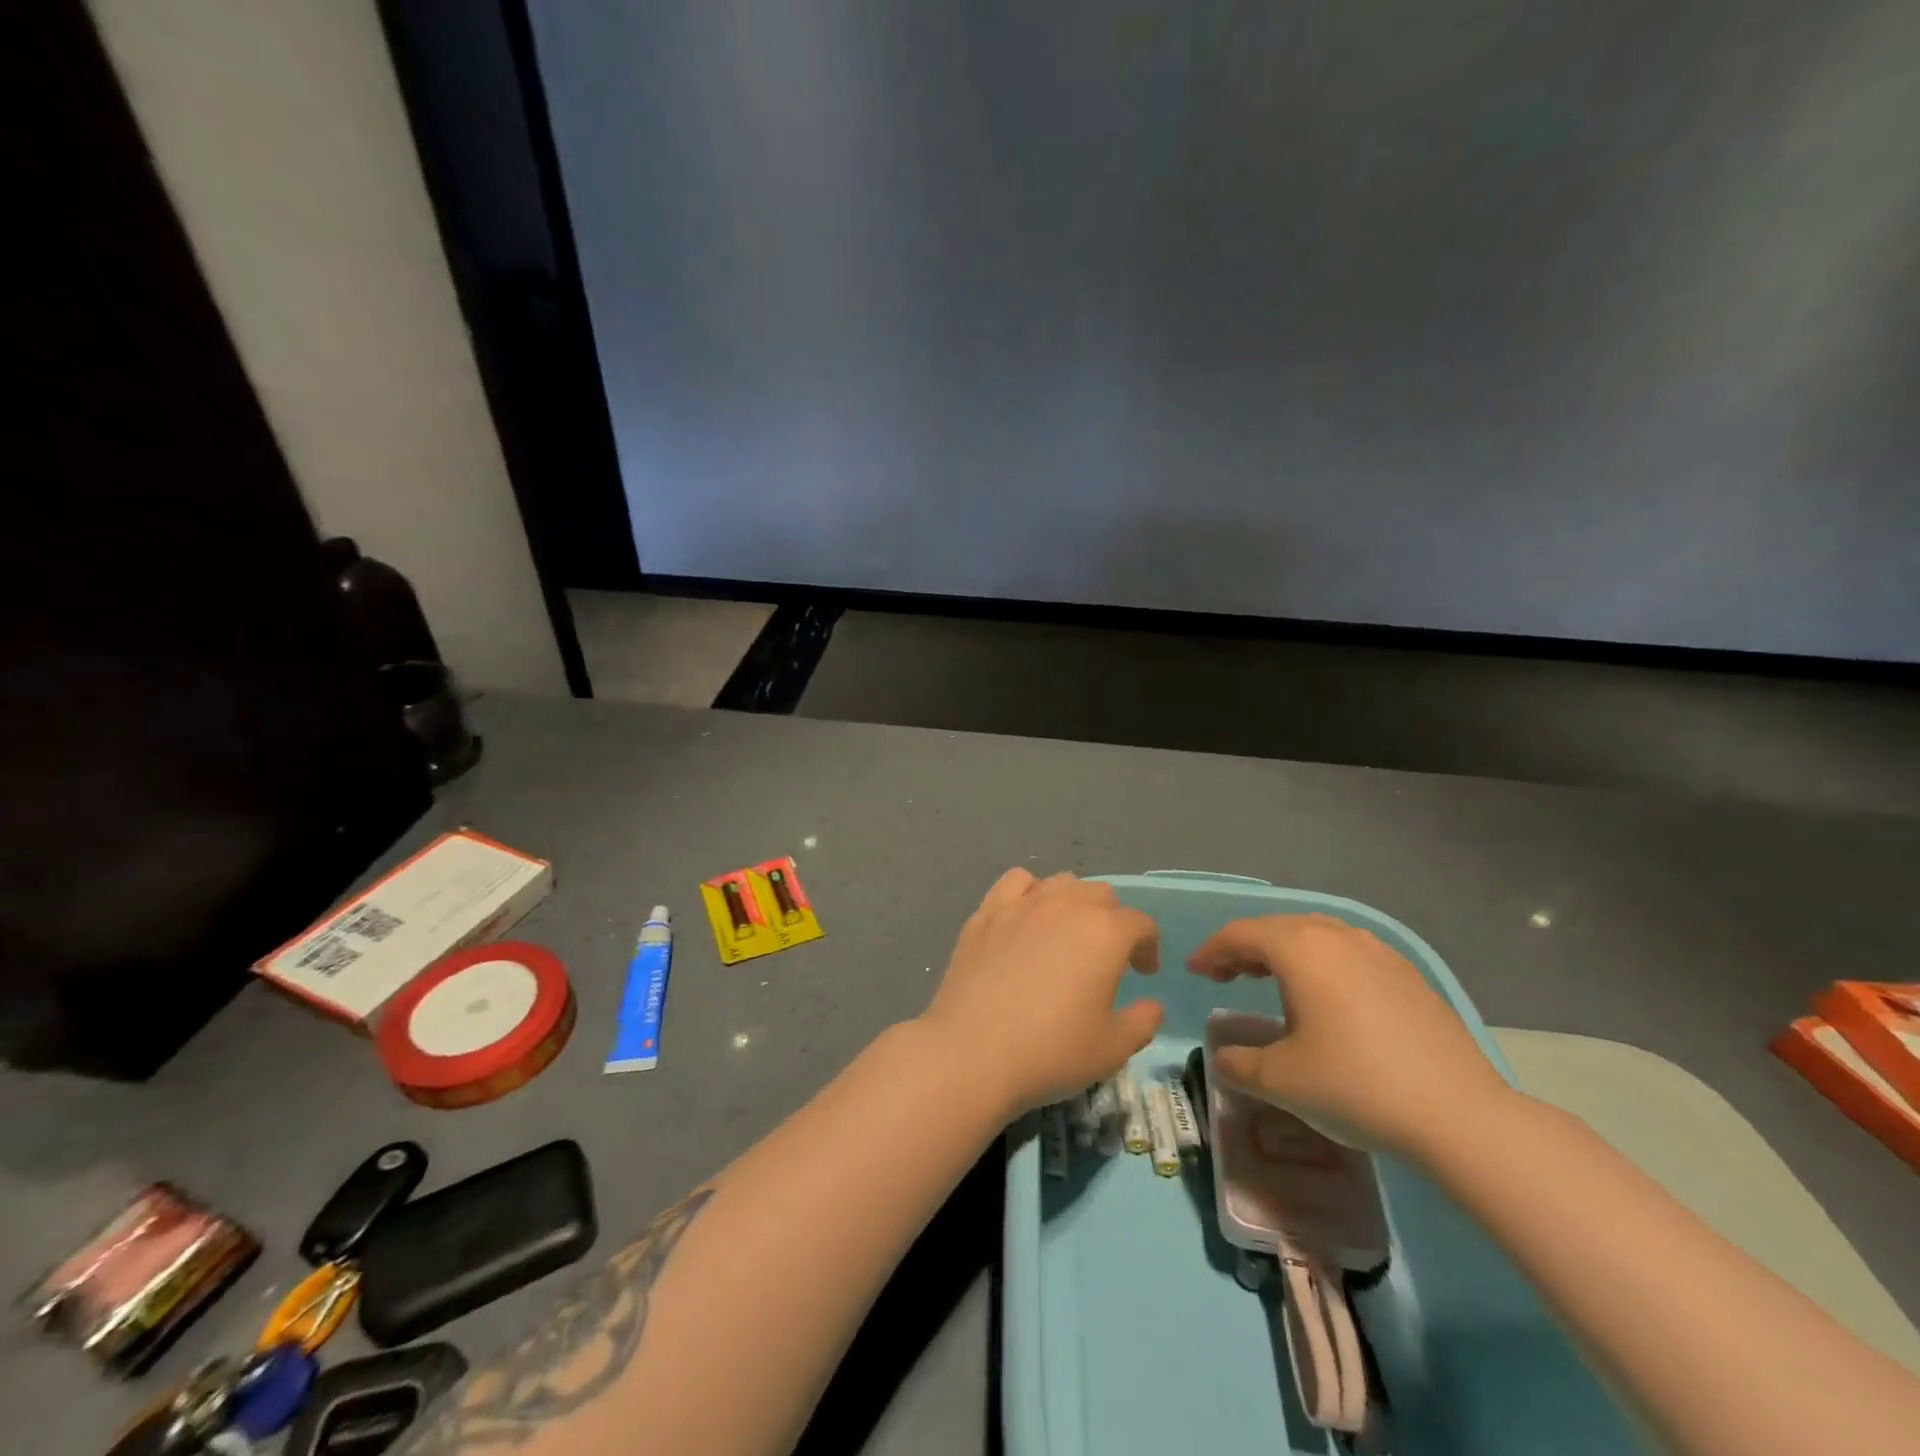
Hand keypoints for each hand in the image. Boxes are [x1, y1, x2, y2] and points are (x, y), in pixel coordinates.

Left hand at [920, 869, 1162, 1117]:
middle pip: (1101, 894)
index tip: (1143, 972)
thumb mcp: (1112, 1049)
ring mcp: (1021, 905)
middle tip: (1106, 956)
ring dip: (1074, 901)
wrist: (971, 1052)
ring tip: (1067, 933)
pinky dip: (1028, 892)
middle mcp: (1065, 906)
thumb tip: (1151, 1004)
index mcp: (1105, 933)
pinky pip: (1015, 882)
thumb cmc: (1051, 1052)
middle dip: (1112, 920)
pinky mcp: (986, 913)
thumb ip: (1142, 1022)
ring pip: (1061, 882)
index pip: (1140, 923)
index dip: (1148, 946)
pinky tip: (1026, 918)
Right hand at [1188, 914, 1512, 1155]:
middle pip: (1277, 927)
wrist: (1461, 1116)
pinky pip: (1348, 952)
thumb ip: (1239, 1064)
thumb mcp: (1282, 1080)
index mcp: (1301, 948)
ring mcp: (1379, 952)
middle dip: (1245, 948)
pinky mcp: (1408, 975)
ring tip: (1271, 980)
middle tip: (1225, 976)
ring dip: (1284, 952)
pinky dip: (1322, 963)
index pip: (1241, 934)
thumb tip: (1223, 1058)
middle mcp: (1338, 936)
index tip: (1194, 970)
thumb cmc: (1356, 1086)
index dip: (1211, 950)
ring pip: (1316, 935)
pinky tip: (1327, 997)